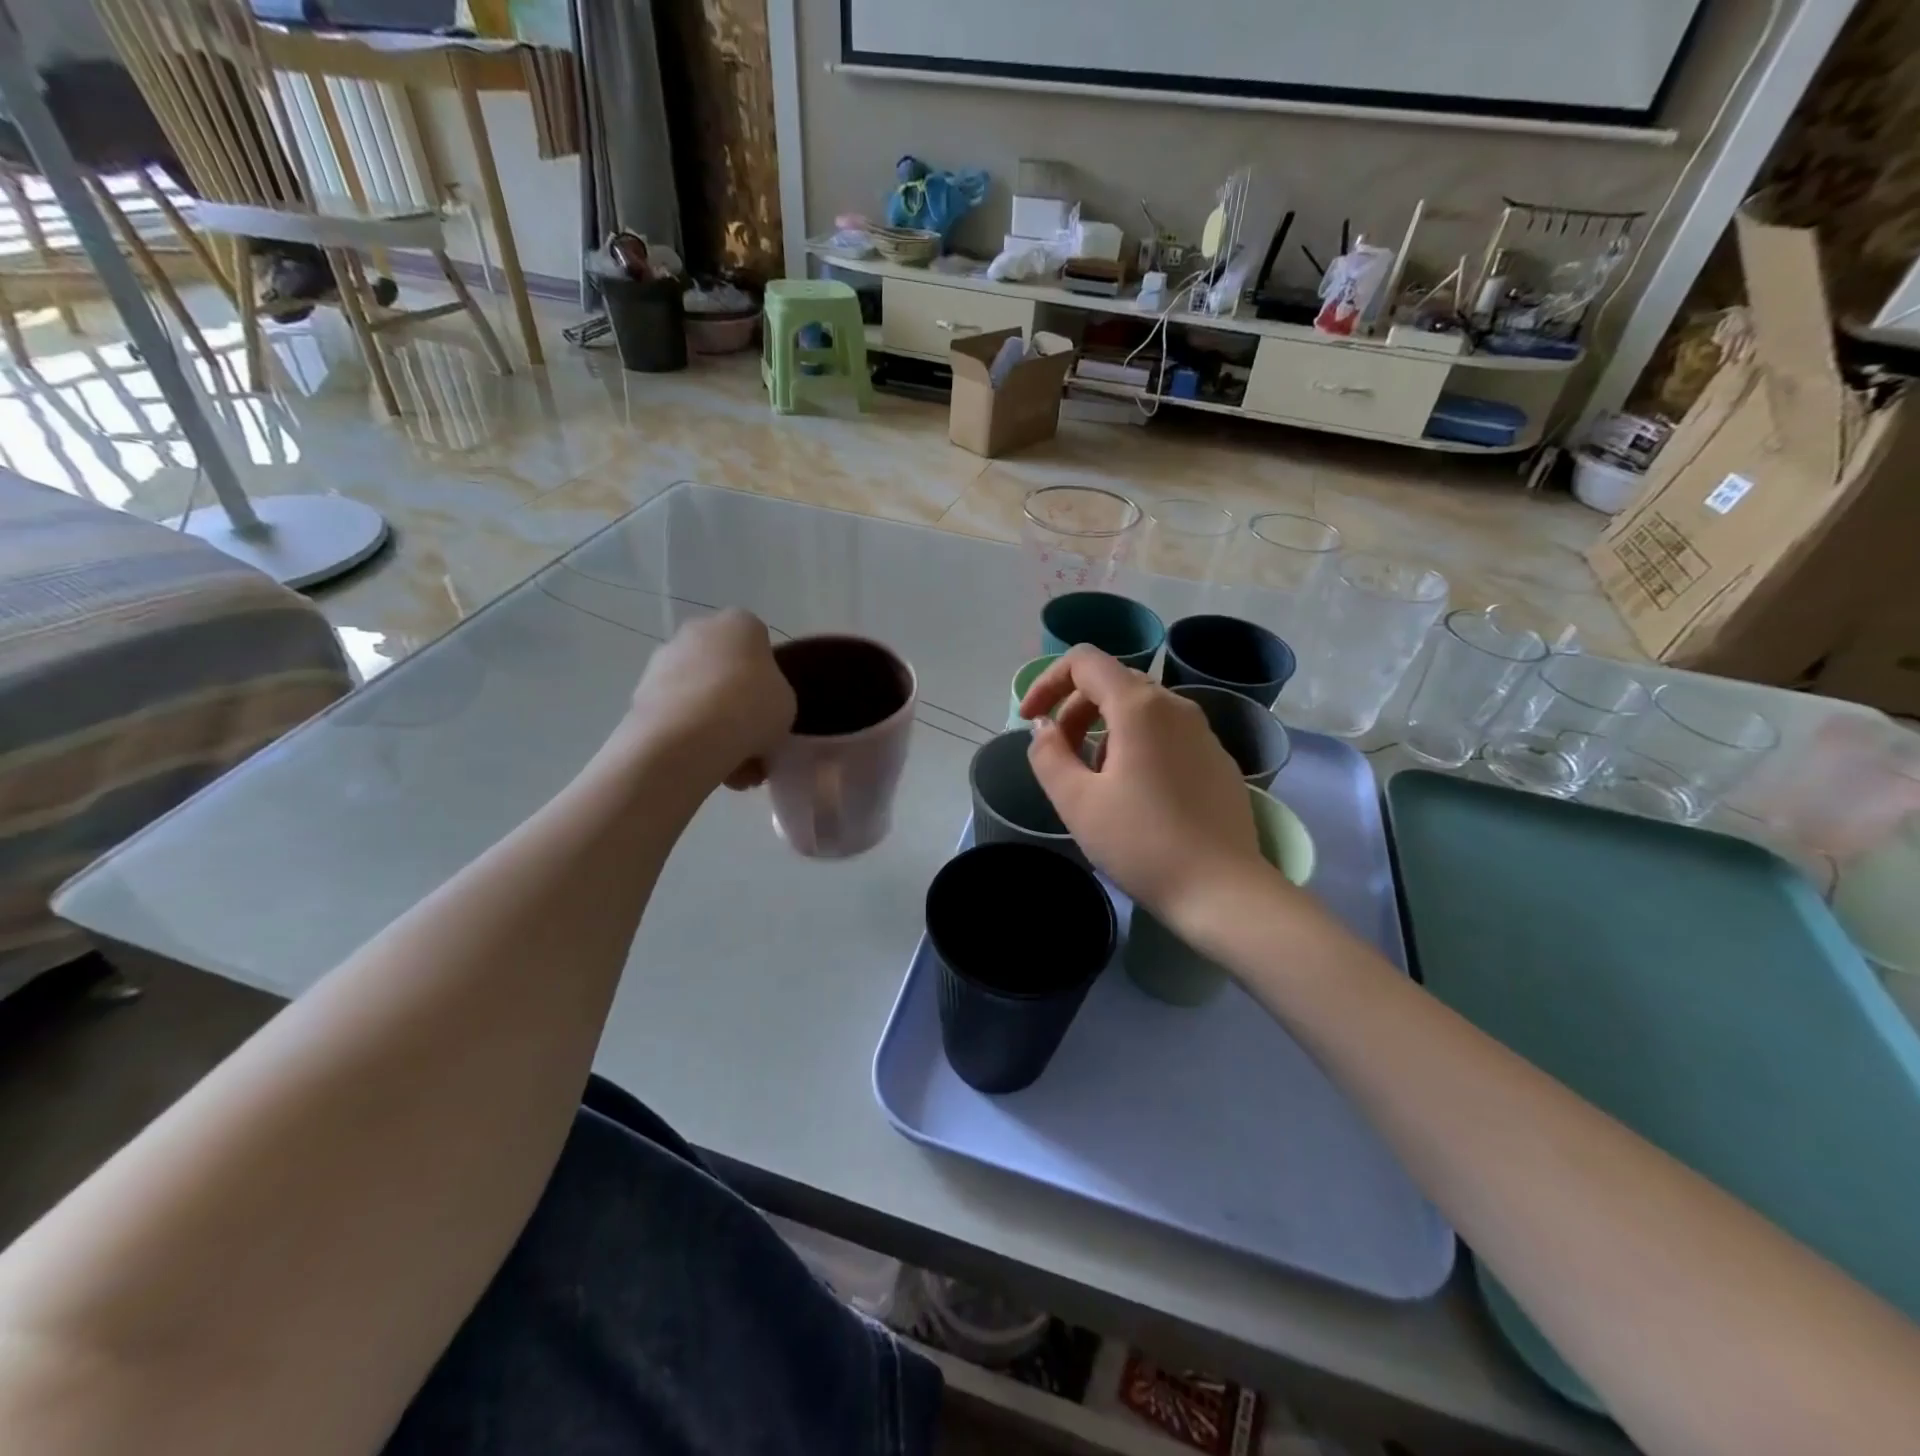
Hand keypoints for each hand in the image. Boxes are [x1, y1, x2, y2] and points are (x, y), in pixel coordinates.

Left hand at [622, 610, 795, 789]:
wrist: (688, 737)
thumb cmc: (751, 708)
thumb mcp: (787, 703)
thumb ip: (774, 696)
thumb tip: (757, 707)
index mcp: (740, 623)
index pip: (758, 644)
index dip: (766, 679)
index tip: (770, 708)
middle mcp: (698, 630)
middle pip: (724, 668)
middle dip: (734, 701)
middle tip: (750, 738)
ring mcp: (663, 660)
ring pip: (698, 695)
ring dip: (712, 724)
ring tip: (731, 766)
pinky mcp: (640, 693)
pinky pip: (676, 715)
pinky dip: (689, 737)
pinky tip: (707, 766)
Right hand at [1021, 646, 1270, 924]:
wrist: (1223, 891)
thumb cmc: (1141, 843)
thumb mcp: (1077, 801)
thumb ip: (1048, 754)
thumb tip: (1045, 728)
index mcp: (1139, 706)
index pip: (1084, 661)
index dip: (1046, 682)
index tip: (1030, 720)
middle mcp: (1176, 706)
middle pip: (1112, 682)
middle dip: (1073, 710)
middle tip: (1057, 755)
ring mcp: (1202, 732)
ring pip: (1140, 709)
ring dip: (1103, 729)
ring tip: (1093, 779)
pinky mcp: (1216, 760)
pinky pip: (1166, 733)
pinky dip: (1135, 745)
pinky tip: (1133, 793)